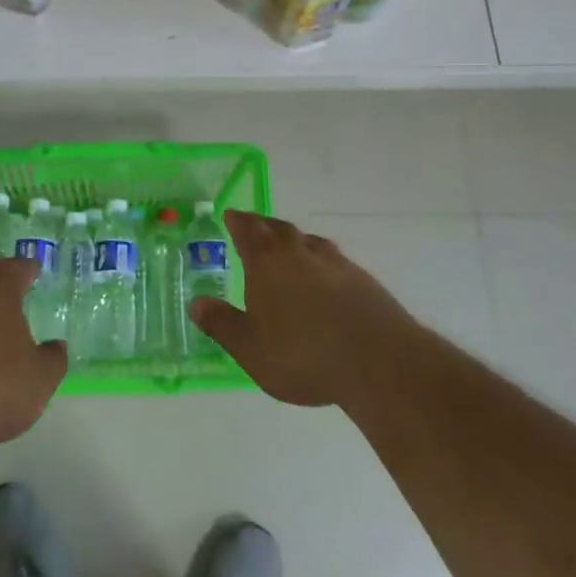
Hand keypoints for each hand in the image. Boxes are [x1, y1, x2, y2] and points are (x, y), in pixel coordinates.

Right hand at [190, 211, 409, 407]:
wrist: (379, 362)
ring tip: (290, 246)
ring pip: (310, 241)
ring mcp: (336, 264)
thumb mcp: (251, 349)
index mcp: (267, 264)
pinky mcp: (364, 281)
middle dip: (264, 225)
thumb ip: (222, 324)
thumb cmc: (303, 355)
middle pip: (279, 229)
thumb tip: (196, 303)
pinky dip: (322, 262)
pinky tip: (326, 278)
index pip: (248, 232)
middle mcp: (300, 254)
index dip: (238, 222)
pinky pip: (335, 261)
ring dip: (295, 240)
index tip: (231, 214)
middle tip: (255, 225)